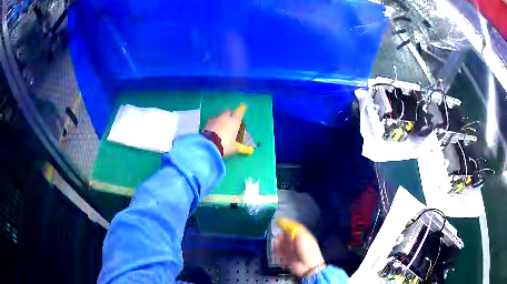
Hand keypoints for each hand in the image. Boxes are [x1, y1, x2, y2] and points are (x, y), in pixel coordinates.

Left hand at [203, 105, 245, 155]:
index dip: (241, 109)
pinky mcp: (206, 123)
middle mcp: (225, 118)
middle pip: (228, 112)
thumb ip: (241, 147)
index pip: (239, 112)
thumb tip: (250, 151)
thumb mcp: (234, 148)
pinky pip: (212, 121)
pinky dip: (214, 124)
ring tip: (221, 126)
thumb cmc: (226, 145)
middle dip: (230, 115)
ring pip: (219, 116)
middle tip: (231, 120)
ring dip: (221, 119)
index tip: (243, 107)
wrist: (208, 145)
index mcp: (234, 121)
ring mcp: (215, 119)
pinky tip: (214, 129)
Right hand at [273, 224, 325, 276]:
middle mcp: (297, 243)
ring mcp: (292, 250)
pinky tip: (274, 246)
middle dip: (283, 235)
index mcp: (303, 237)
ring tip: (276, 241)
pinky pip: (280, 252)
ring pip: (283, 244)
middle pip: (288, 236)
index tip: (279, 222)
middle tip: (279, 235)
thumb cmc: (308, 251)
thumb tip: (287, 224)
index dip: (287, 225)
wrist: (308, 266)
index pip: (295, 228)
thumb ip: (295, 230)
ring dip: (279, 242)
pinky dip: (277, 249)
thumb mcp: (303, 237)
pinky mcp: (287, 257)